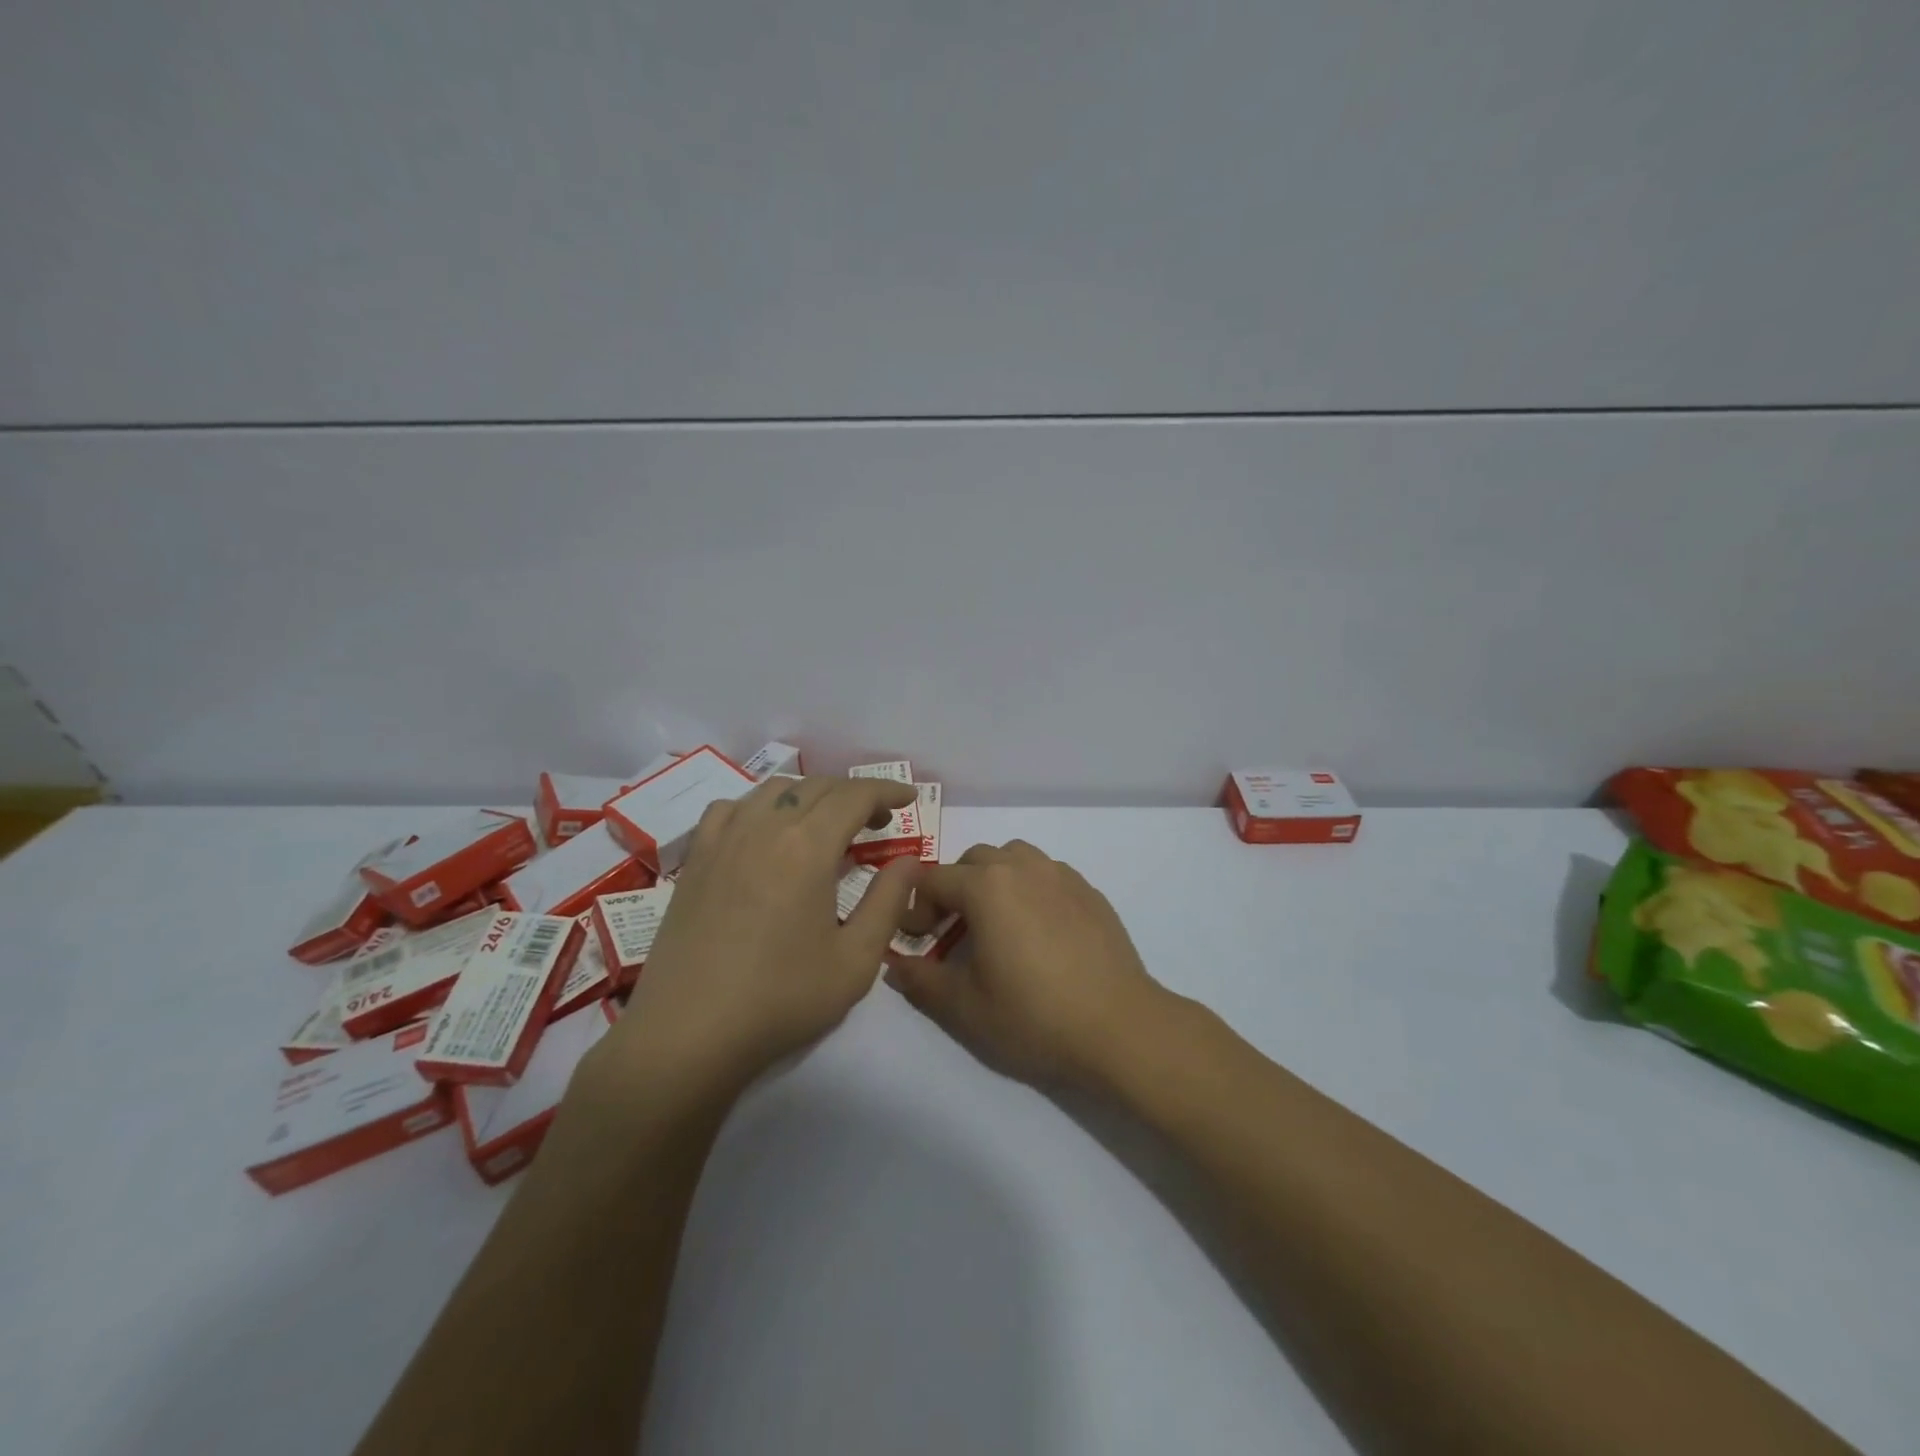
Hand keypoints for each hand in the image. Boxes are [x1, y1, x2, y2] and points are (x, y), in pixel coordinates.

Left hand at [585, 775, 920, 1104]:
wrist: (688, 1034)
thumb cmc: (780, 999)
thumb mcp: (855, 961)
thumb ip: (889, 902)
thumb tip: (909, 861)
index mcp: (807, 847)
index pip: (854, 796)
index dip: (886, 790)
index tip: (909, 798)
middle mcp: (764, 827)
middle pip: (816, 787)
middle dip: (854, 794)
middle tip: (877, 822)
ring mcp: (723, 839)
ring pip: (774, 790)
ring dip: (810, 795)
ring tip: (826, 824)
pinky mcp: (696, 859)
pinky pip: (731, 809)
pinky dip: (760, 807)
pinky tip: (764, 833)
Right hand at [883, 840, 1173, 1089]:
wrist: (1119, 1026)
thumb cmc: (1034, 1015)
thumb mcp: (965, 1007)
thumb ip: (921, 980)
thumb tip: (894, 967)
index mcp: (987, 886)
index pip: (934, 880)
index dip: (915, 908)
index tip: (916, 941)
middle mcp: (1023, 866)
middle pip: (973, 861)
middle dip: (953, 889)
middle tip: (951, 931)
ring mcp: (1062, 875)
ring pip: (1013, 859)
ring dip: (993, 881)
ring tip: (996, 924)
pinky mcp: (1089, 891)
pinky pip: (1047, 874)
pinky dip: (1029, 889)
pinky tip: (1037, 931)